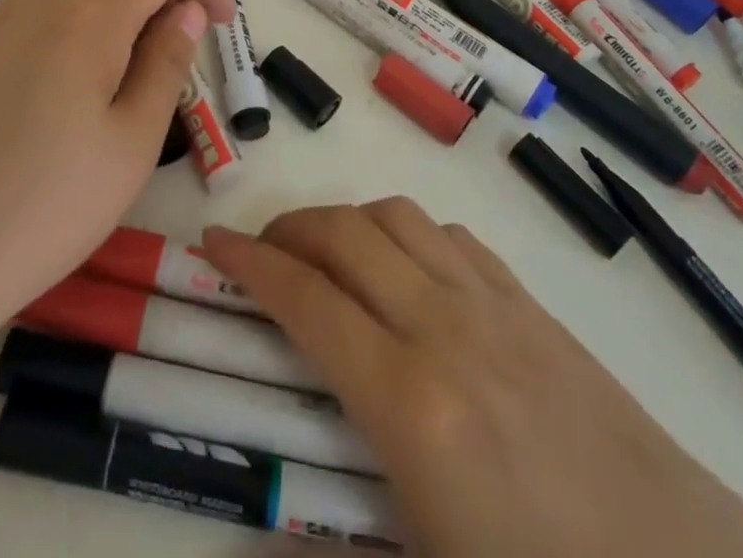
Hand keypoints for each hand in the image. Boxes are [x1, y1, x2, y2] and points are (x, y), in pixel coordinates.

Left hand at [0, 0, 232, 352]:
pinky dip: (74, 17)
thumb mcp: (132, 142)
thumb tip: (185, 10)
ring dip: (118, 0)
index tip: (224, 21)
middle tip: (187, 37)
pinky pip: (35, 8)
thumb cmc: (46, 209)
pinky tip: (72, 73)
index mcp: (86, 13)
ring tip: (134, 57)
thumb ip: (166, 62)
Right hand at [201, 201, 742, 557]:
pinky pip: (449, 236)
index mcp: (408, 403)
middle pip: (345, 236)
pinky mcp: (529, 302)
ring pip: (396, 218)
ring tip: (326, 252)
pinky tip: (406, 269)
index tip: (213, 243)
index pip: (305, 301)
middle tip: (260, 248)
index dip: (250, 265)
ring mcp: (491, 304)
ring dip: (347, 220)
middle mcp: (442, 327)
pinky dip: (407, 233)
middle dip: (290, 228)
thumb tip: (258, 548)